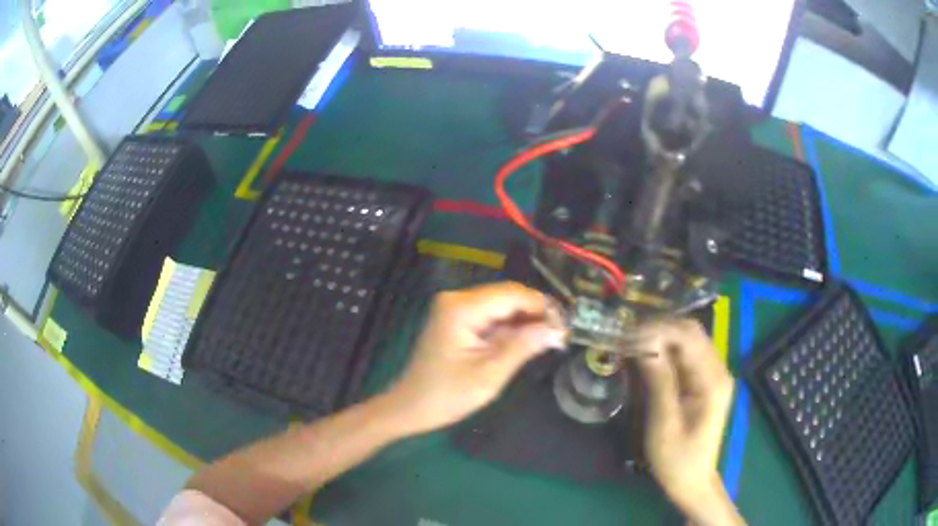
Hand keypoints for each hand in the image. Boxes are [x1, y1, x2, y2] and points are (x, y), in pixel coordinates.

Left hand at [386, 282, 566, 434]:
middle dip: (536, 313)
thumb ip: (524, 347)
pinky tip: (526, 341)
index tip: (566, 326)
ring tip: (550, 339)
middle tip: (560, 335)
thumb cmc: (447, 396)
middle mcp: (457, 299)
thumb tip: (557, 329)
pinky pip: (490, 316)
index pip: (512, 294)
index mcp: (462, 308)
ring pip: (501, 305)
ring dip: (525, 320)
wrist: (410, 407)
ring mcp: (455, 308)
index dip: (543, 306)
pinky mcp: (457, 319)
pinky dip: (509, 327)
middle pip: (507, 296)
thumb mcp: (490, 375)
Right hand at [637, 319, 742, 524]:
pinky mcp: (705, 381)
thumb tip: (644, 344)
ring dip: (661, 337)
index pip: (689, 336)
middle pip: (691, 332)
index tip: (628, 334)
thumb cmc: (677, 458)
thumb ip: (659, 381)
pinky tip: (647, 355)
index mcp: (713, 380)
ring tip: (632, 343)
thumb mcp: (664, 423)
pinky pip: (686, 354)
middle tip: (626, 336)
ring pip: (688, 340)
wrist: (693, 480)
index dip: (658, 329)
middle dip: (659, 329)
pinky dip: (666, 350)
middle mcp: (718, 370)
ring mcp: (713, 374)